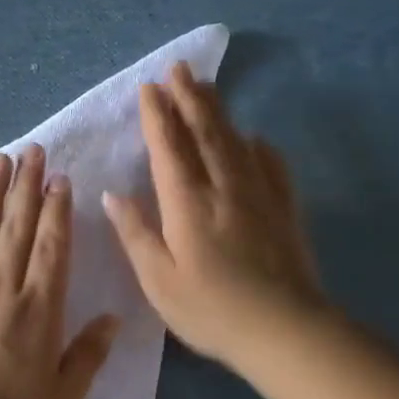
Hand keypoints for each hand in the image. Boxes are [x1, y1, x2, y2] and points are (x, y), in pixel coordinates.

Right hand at [103, 61, 325, 368]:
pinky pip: (272, 167)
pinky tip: (256, 139)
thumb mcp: (158, 280)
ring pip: (236, 142)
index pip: (169, 148)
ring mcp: (260, 196)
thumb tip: (114, 193)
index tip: (149, 88)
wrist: (285, 330)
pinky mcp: (285, 210)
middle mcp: (224, 188)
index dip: (157, 116)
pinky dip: (259, 147)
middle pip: (205, 133)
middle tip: (178, 69)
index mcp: (187, 204)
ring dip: (218, 112)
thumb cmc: (211, 310)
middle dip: (188, 98)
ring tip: (206, 88)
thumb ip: (136, 233)